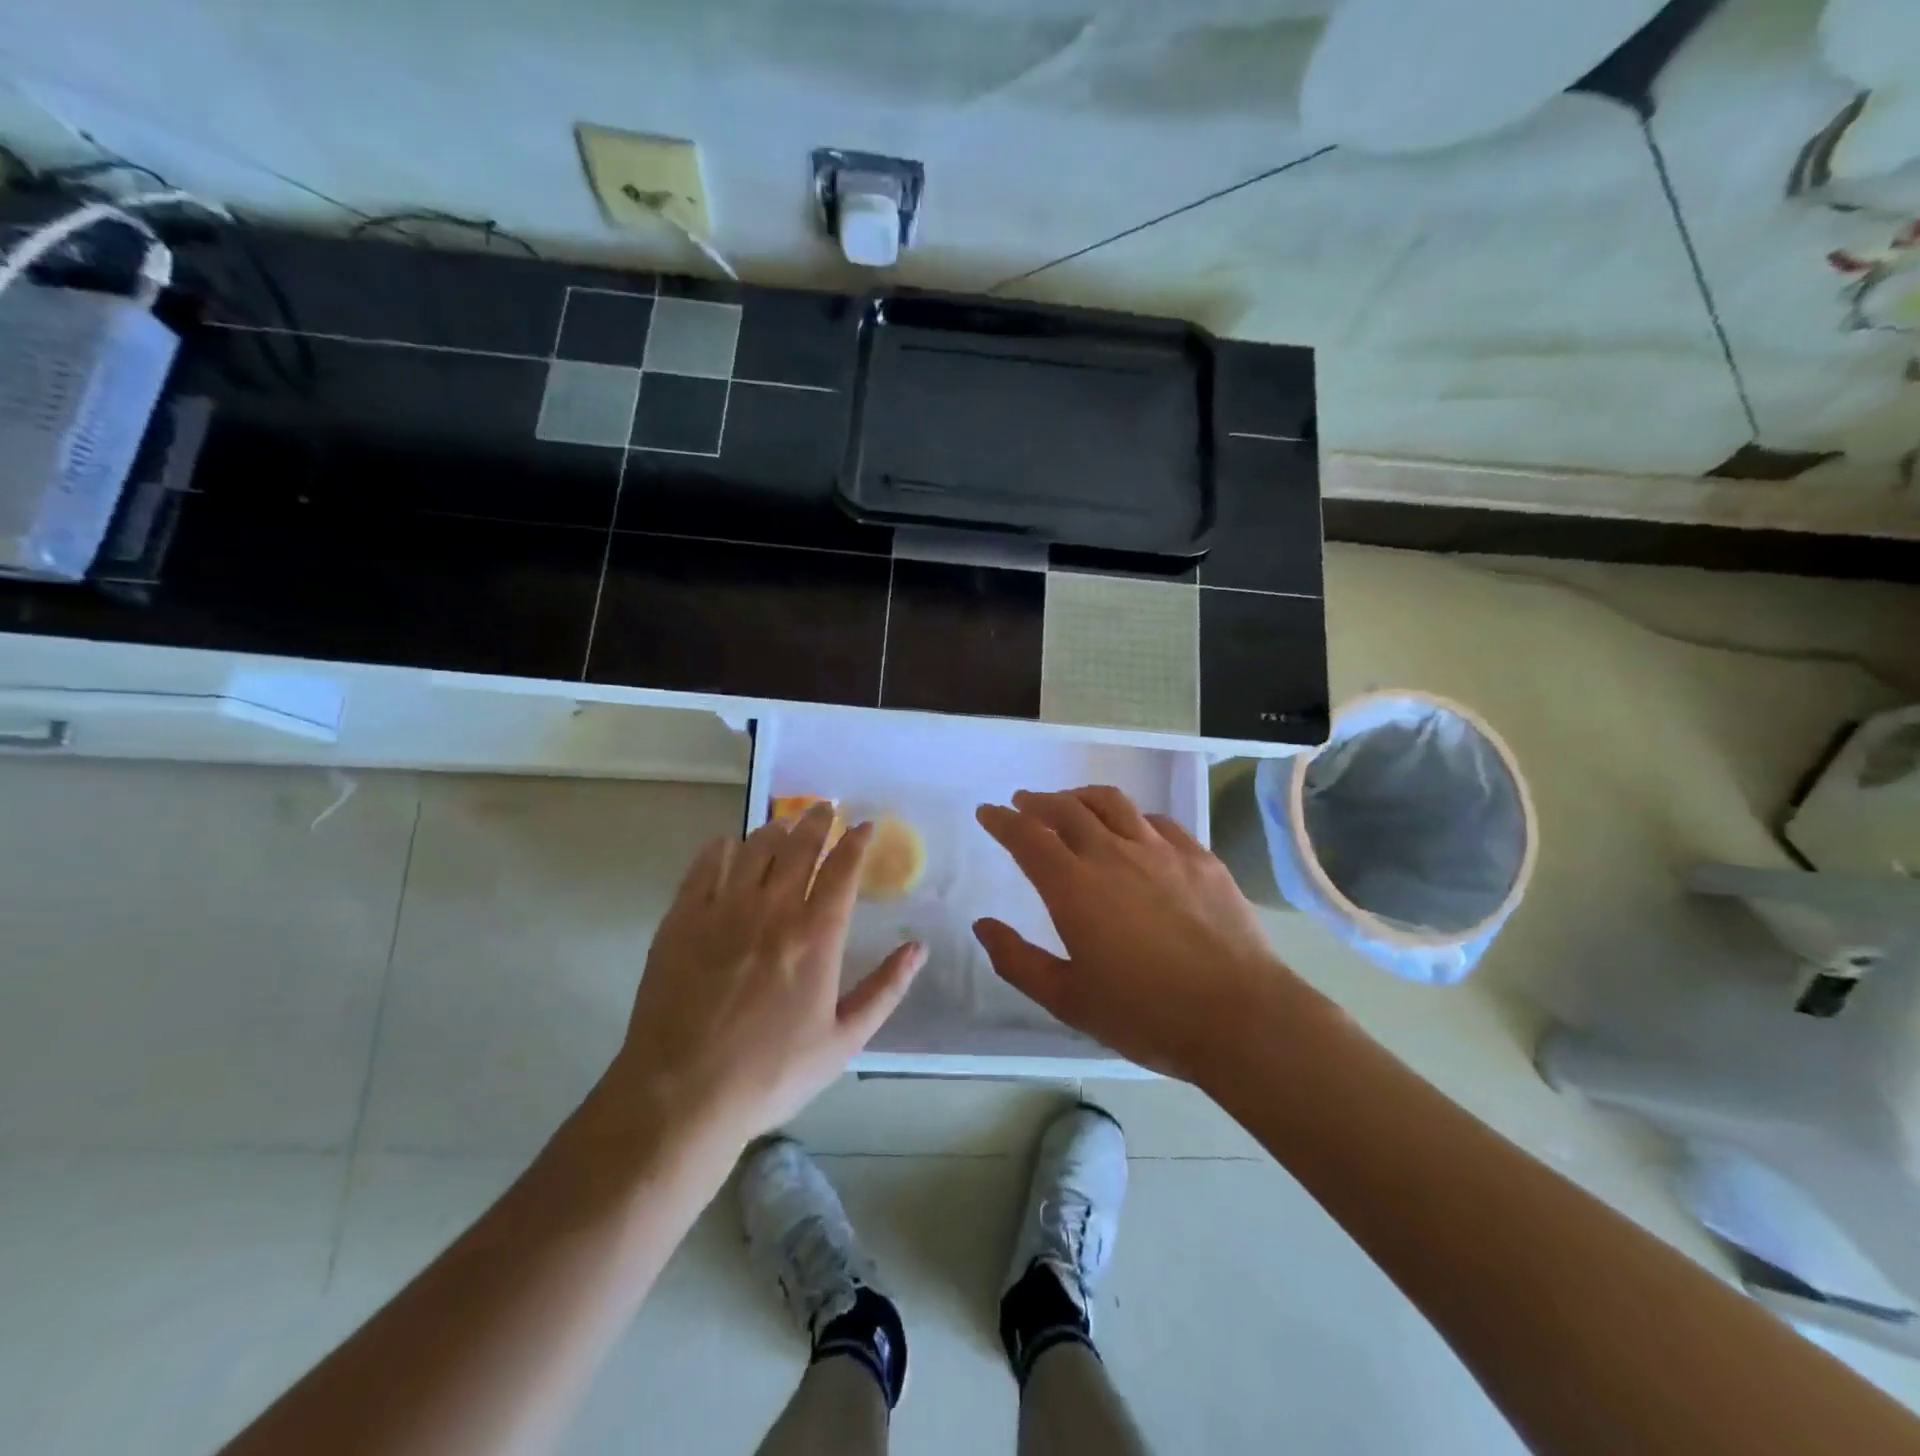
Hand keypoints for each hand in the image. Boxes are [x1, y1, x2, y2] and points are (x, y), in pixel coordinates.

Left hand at [605, 803, 924, 1150]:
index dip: (856, 841)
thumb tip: (918, 947)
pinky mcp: (682, 920)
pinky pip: (704, 867)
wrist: (681, 1095)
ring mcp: (723, 910)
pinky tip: (728, 844)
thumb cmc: (771, 1073)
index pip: (842, 869)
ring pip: (754, 849)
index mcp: (816, 936)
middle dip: (817, 821)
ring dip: (775, 828)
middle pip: (799, 847)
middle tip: (825, 807)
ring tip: (785, 822)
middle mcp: (773, 909)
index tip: (865, 825)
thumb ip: (885, 989)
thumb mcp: (843, 1041)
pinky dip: (721, 848)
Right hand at [974, 786, 1289, 1080]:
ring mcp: (1161, 850)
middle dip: (1039, 802)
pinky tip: (1133, 828)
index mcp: (1074, 887)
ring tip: (1071, 803)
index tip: (988, 812)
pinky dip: (1132, 816)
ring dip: (1082, 797)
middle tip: (1024, 803)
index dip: (1003, 821)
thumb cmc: (1145, 1014)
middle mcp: (1113, 854)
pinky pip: (1157, 821)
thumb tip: (983, 926)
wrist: (1238, 1015)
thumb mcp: (1068, 999)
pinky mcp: (1199, 857)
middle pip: (1067, 809)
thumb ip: (1017, 961)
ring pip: (1112, 803)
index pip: (1027, 837)